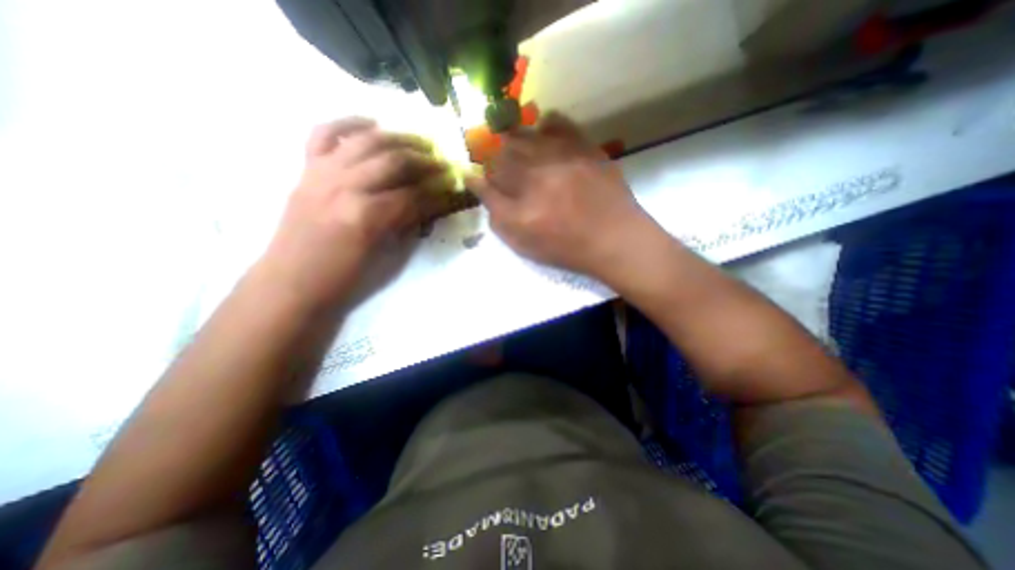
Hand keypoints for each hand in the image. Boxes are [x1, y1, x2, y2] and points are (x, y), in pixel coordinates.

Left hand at [262, 116, 448, 308]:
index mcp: (366, 215)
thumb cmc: (342, 278)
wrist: (290, 283)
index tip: (454, 185)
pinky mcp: (307, 170)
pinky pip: (323, 133)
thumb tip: (429, 204)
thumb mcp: (382, 256)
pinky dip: (348, 123)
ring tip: (420, 142)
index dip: (437, 190)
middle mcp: (345, 186)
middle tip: (443, 162)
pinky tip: (371, 123)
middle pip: (394, 161)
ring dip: (398, 138)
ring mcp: (322, 173)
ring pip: (366, 141)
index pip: (412, 195)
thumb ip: (406, 224)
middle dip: (424, 160)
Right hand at [465, 112, 649, 279]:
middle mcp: (537, 177)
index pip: (488, 182)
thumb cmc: (566, 247)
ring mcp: (562, 159)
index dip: (483, 179)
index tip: (485, 181)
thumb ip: (497, 216)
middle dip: (497, 160)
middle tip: (504, 169)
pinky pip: (558, 123)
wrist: (614, 238)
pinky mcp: (584, 147)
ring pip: (525, 135)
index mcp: (521, 207)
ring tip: (522, 153)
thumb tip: (476, 183)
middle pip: (502, 154)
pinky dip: (545, 126)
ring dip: (515, 141)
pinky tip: (545, 136)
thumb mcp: (524, 243)